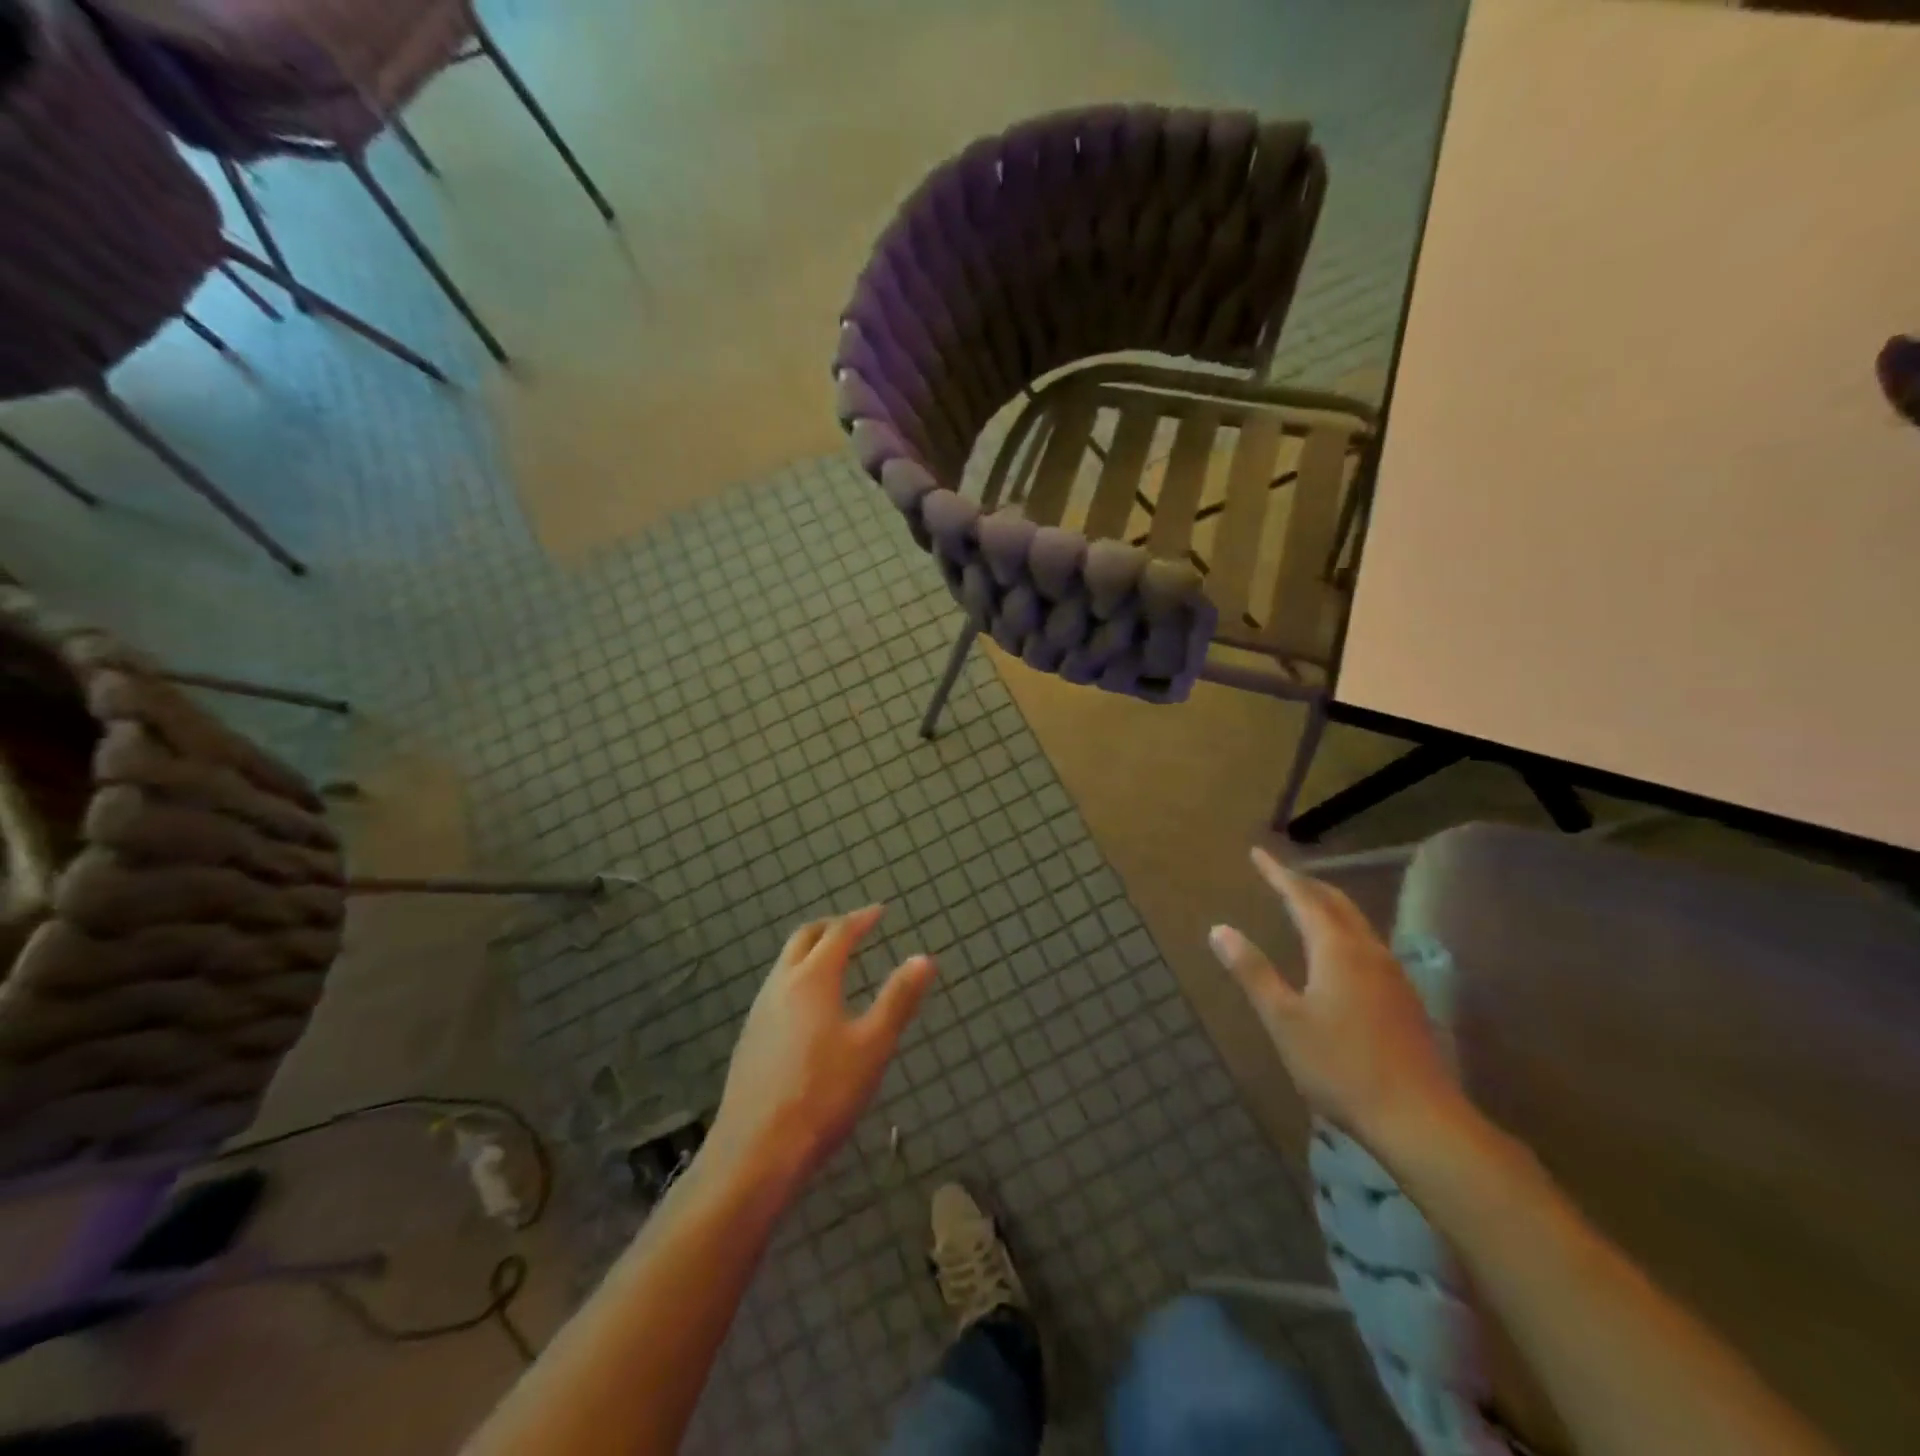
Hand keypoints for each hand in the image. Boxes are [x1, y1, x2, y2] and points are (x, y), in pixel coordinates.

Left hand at [706, 906, 935, 1190]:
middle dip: (831, 927)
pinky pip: (776, 988)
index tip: (879, 911)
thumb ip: (898, 999)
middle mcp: (781, 984)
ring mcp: (759, 1011)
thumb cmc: (823, 1094)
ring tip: (834, 961)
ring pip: (785, 963)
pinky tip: (808, 1007)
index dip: (861, 919)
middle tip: (855, 928)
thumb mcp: (873, 1046)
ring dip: (810, 951)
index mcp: (813, 979)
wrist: (756, 1151)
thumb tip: (924, 958)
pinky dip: (797, 977)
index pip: (839, 933)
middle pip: (804, 938)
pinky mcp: (749, 1038)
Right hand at [1208, 847, 1466, 1156]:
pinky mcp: (1404, 1000)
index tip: (1257, 854)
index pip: (1303, 897)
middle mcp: (1369, 952)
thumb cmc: (1341, 1067)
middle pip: (1337, 903)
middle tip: (1281, 874)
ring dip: (1328, 906)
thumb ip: (1252, 971)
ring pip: (1357, 924)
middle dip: (1307, 883)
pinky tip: (1340, 953)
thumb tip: (1219, 929)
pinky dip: (1344, 931)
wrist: (1420, 1120)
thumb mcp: (1283, 1020)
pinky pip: (1369, 946)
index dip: (1278, 874)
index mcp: (1337, 950)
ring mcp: (1393, 976)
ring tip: (1306, 904)